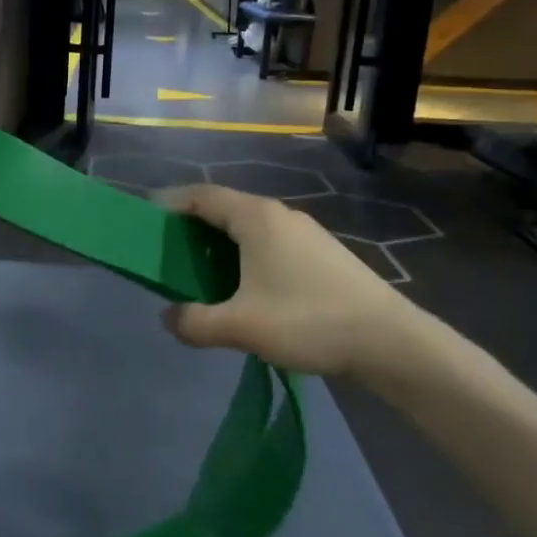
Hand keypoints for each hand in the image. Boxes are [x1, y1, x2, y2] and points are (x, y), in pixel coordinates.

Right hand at [153, 184, 428, 379]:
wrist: (391, 341)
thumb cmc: (308, 321)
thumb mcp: (240, 326)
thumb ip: (194, 322)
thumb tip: (168, 318)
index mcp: (255, 217)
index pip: (201, 195)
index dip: (169, 204)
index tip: (145, 222)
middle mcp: (279, 215)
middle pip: (224, 209)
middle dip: (192, 228)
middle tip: (169, 255)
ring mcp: (305, 232)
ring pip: (249, 228)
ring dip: (220, 245)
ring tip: (202, 275)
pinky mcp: (322, 253)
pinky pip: (269, 243)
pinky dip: (245, 256)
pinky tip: (246, 290)